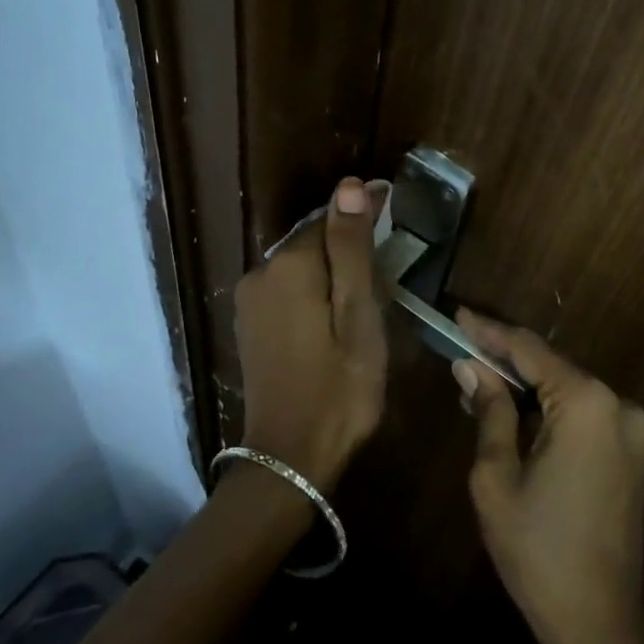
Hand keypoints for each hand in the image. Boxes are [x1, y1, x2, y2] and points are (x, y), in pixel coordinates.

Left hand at [233, 178, 387, 490]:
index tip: (394, 203)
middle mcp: (260, 272)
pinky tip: (333, 307)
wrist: (290, 457)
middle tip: (388, 248)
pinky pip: (285, 287)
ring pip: (298, 263)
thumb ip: (352, 249)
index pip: (330, 216)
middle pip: (311, 239)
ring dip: (330, 263)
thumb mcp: (358, 317)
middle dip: (346, 238)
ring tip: (367, 279)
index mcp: (289, 265)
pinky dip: (312, 286)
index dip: (364, 211)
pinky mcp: (249, 324)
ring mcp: (250, 301)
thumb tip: (351, 185)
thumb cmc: (340, 388)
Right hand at [457, 310, 643, 643]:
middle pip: (552, 367)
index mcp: (586, 404)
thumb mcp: (496, 475)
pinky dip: (550, 409)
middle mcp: (618, 404)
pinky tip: (517, 413)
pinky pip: (585, 414)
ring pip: (568, 390)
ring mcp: (633, 429)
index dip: (489, 331)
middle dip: (506, 360)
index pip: (529, 350)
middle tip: (461, 352)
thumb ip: (490, 410)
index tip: (457, 315)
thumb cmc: (536, 548)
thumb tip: (471, 368)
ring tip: (481, 383)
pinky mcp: (635, 452)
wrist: (599, 621)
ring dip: (527, 386)